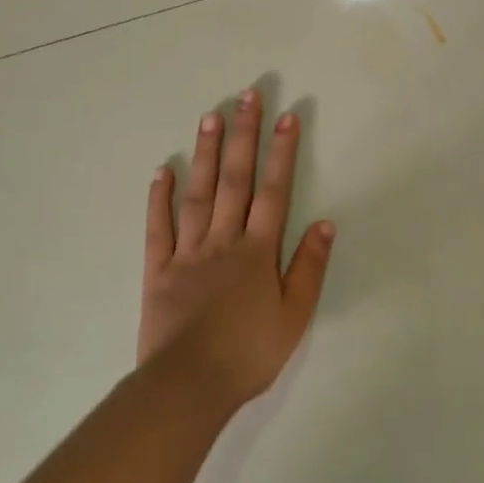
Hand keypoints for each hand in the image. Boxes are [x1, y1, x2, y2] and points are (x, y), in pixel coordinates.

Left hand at [140, 88, 335, 407]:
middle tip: (246, 96)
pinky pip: (159, 227)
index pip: (274, 192)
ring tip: (209, 117)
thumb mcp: (294, 316)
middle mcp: (223, 240)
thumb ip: (309, 267)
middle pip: (235, 180)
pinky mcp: (158, 269)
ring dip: (204, 154)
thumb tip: (325, 223)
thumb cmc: (249, 353)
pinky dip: (160, 198)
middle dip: (243, 136)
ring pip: (197, 194)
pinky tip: (162, 170)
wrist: (189, 386)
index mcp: (258, 251)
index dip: (282, 153)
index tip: (287, 117)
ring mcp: (187, 252)